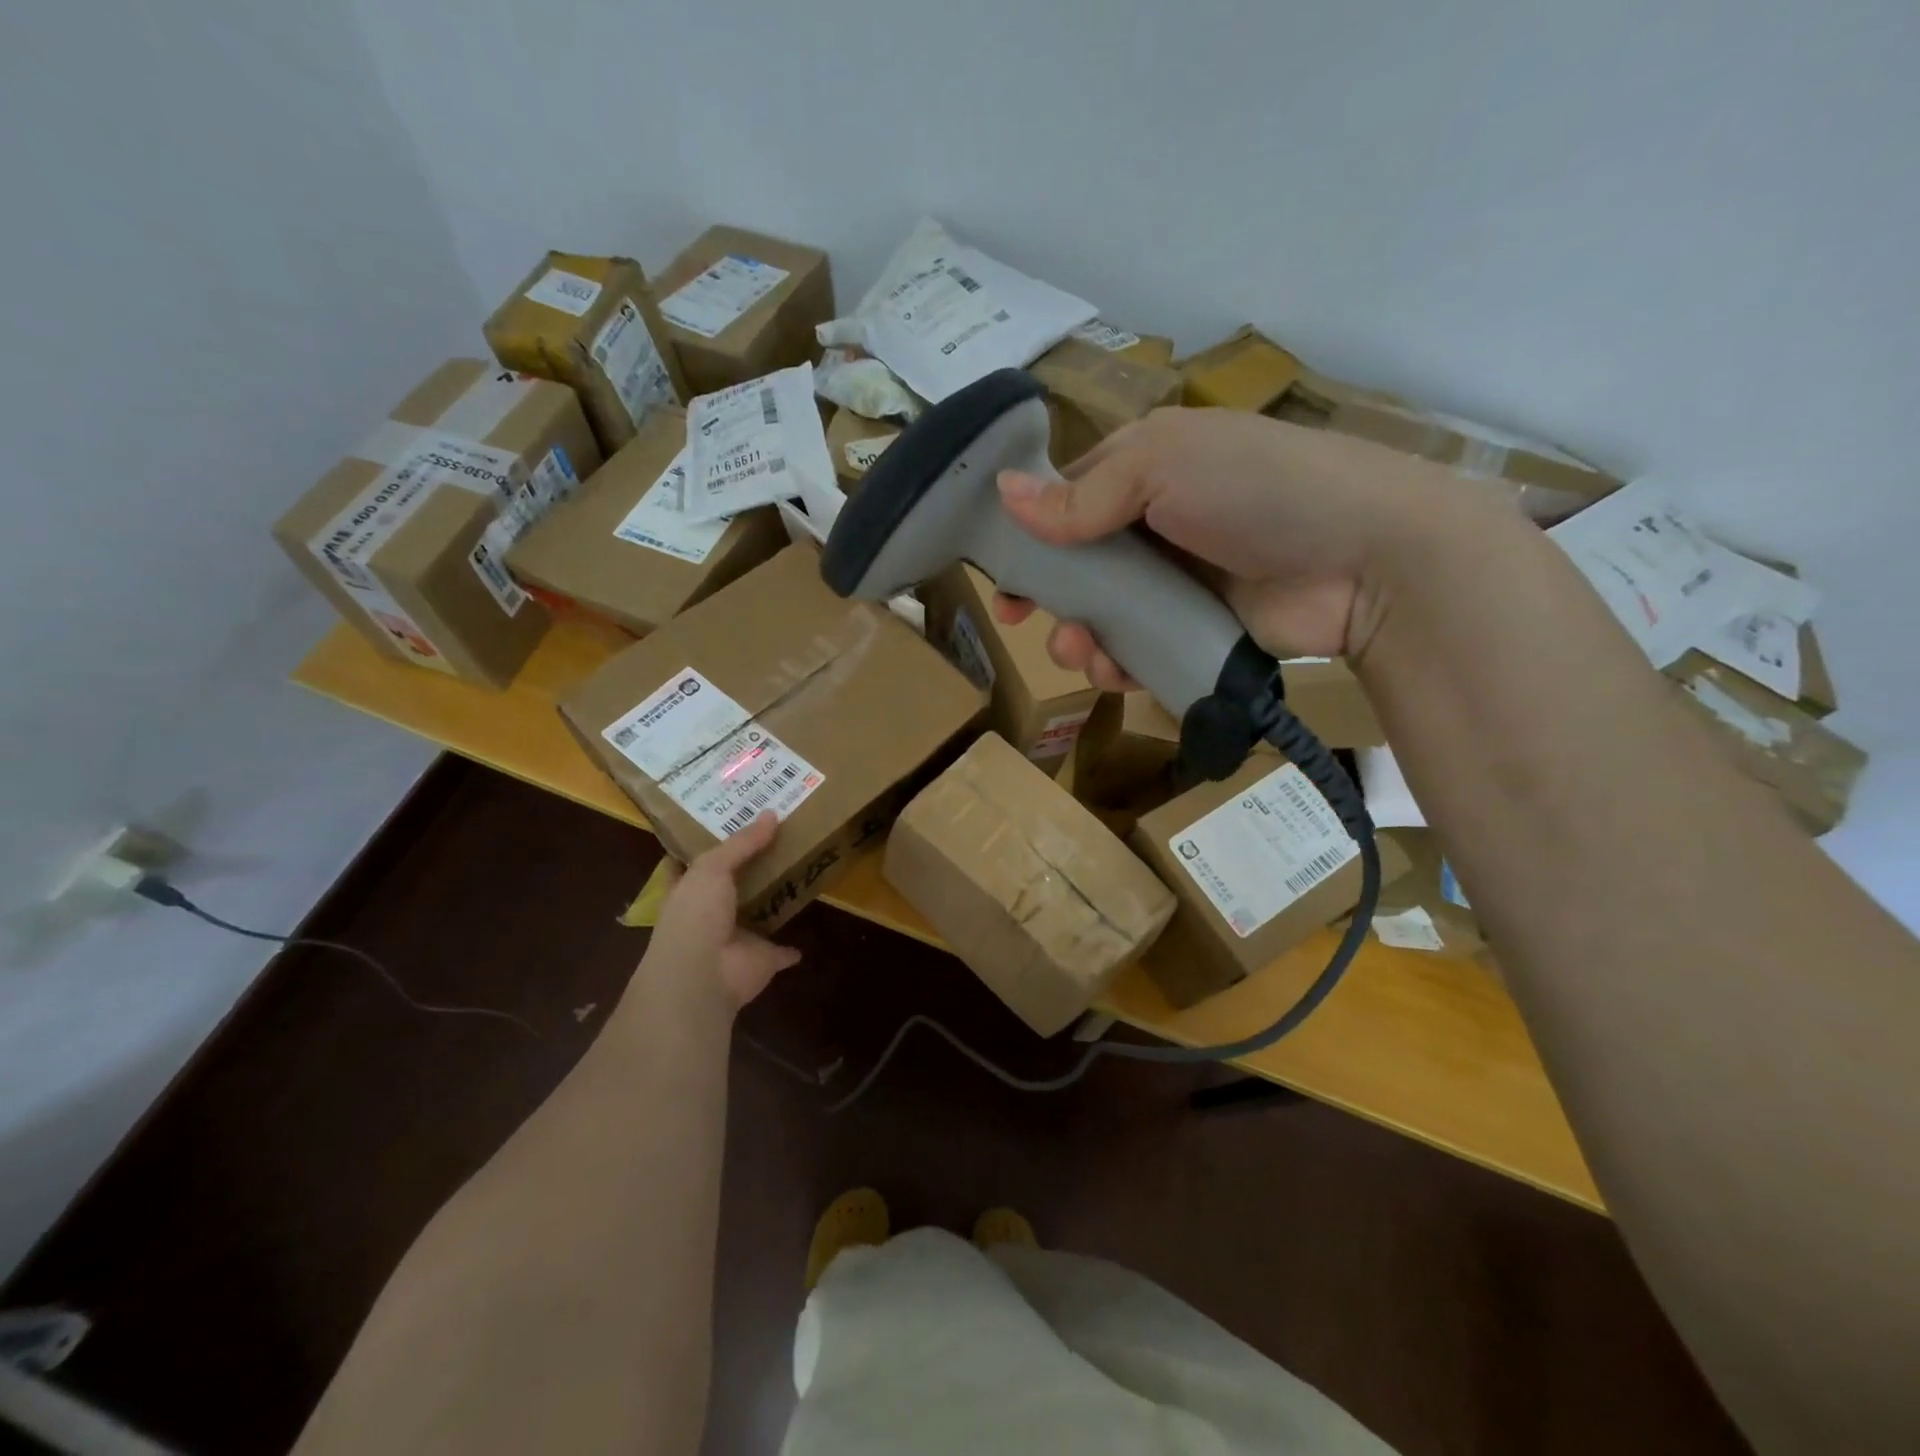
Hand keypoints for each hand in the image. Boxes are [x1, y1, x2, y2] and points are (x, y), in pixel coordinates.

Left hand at [643, 814, 800, 1010]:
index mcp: (687, 891)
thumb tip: (771, 814)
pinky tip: (804, 936)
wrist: (703, 975)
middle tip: (776, 840)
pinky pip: (781, 950)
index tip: (723, 824)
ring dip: (771, 901)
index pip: (690, 863)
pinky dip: (791, 949)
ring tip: (796, 874)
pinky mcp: (762, 958)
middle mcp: (708, 914)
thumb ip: (741, 843)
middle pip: (729, 886)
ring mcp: (736, 939)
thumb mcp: (712, 867)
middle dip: (746, 868)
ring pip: (756, 914)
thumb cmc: (695, 915)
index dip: (703, 845)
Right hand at [992, 407, 1456, 688]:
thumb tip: (1002, 493)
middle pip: (1079, 566)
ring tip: (1080, 652)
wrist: (1366, 559)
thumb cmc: (1258, 489)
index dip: (1029, 534)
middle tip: (1024, 621)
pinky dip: (1119, 665)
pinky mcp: (1197, 631)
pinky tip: (1114, 671)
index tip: (999, 573)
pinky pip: (1140, 651)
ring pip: (1104, 616)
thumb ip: (1082, 495)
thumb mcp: (1163, 468)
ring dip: (1079, 638)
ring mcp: (1178, 582)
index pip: (1069, 499)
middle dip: (1049, 596)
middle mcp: (1156, 523)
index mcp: (1145, 470)